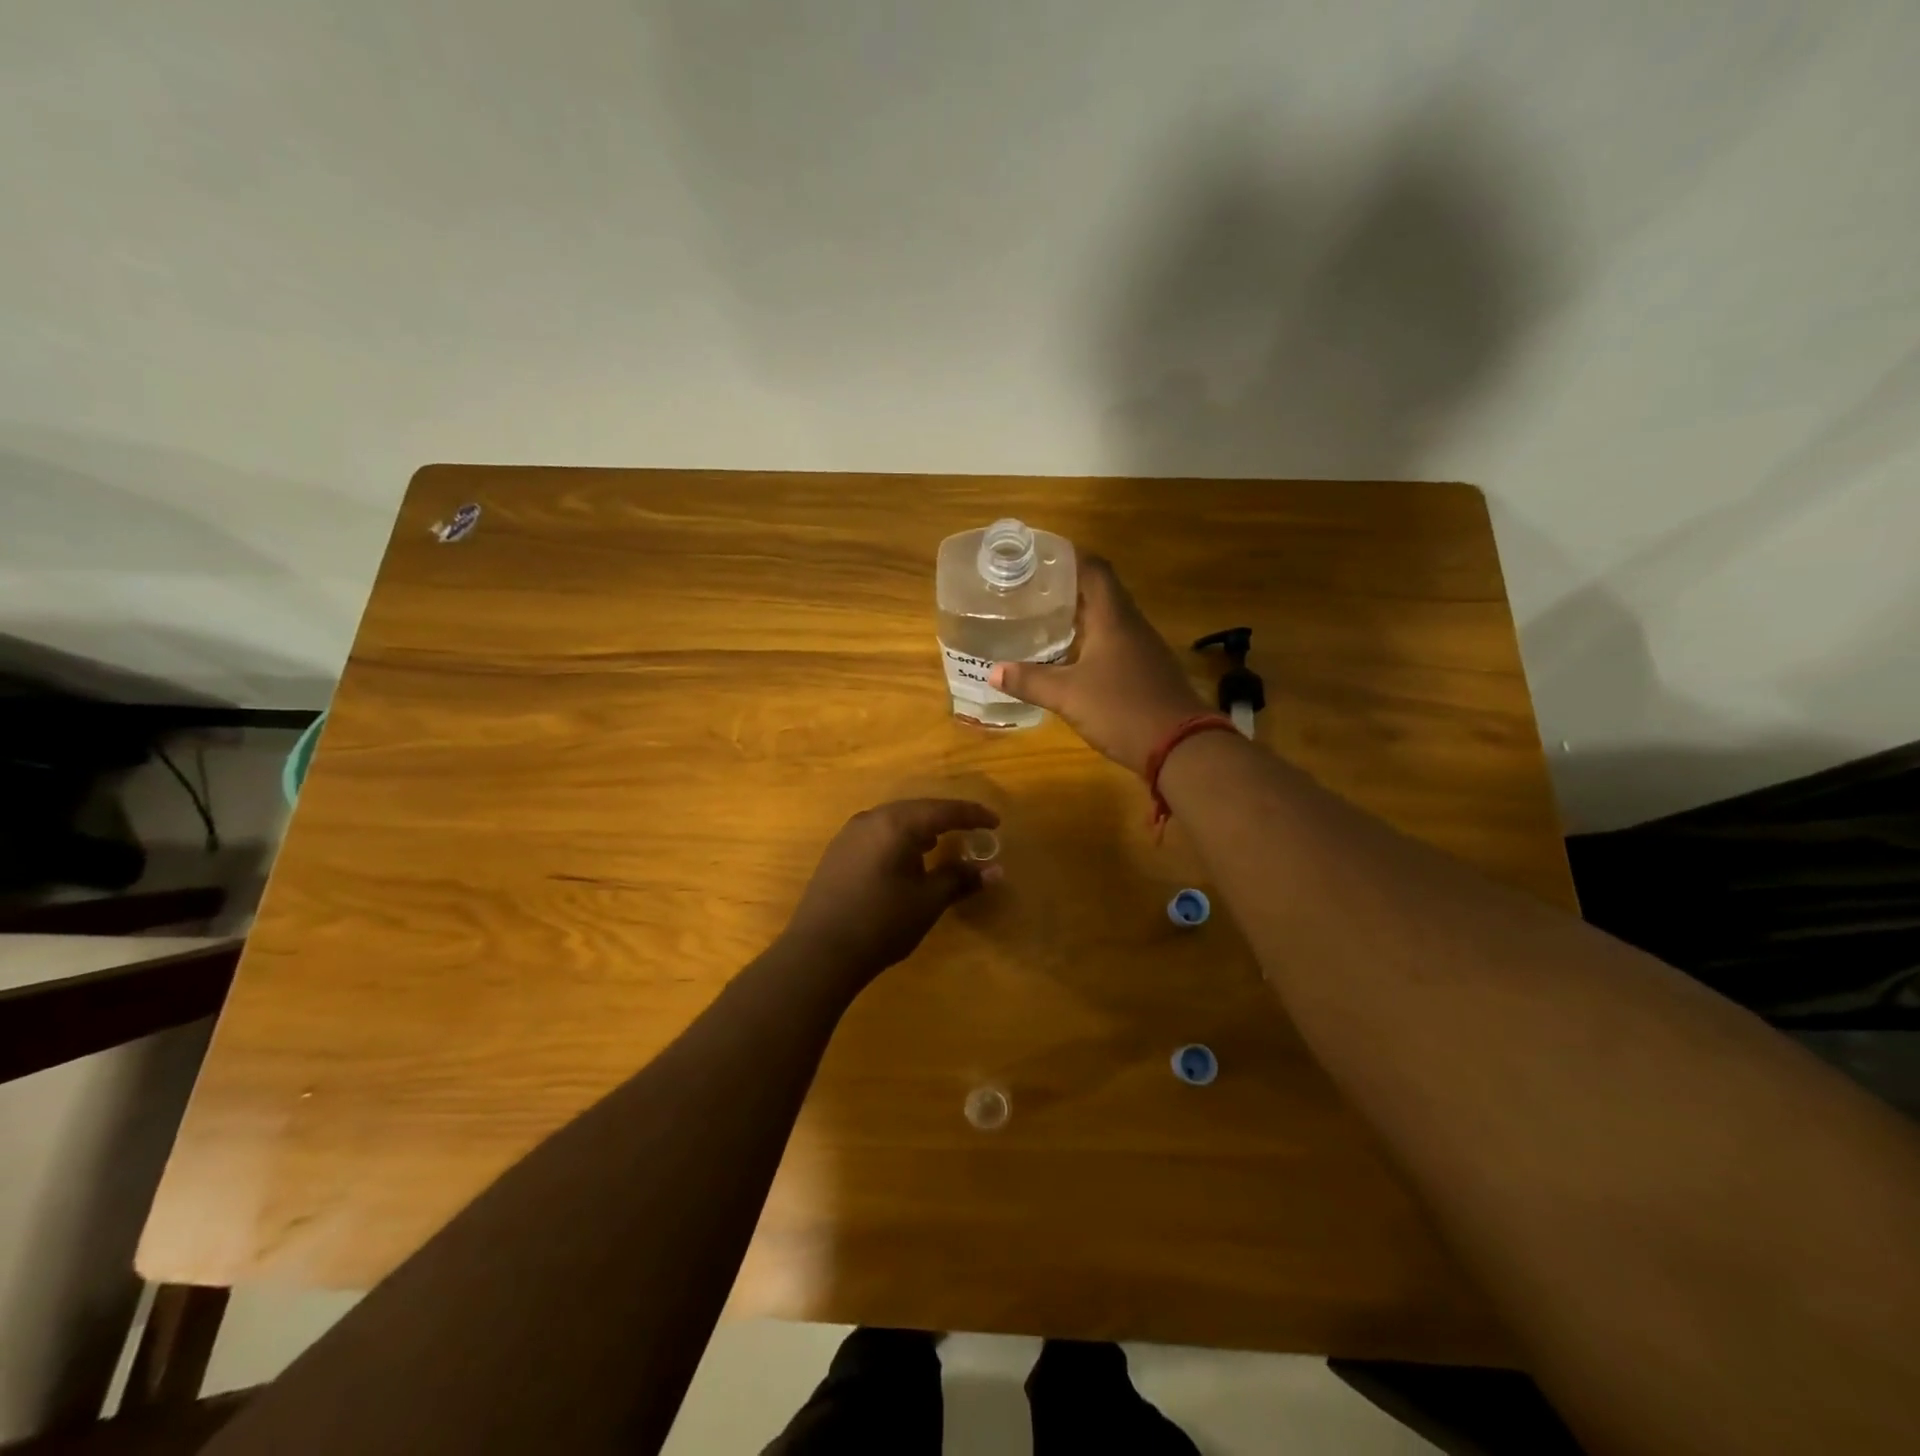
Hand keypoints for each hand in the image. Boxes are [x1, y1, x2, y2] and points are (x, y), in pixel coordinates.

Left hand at [780, 799, 1001, 985]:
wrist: (819, 952)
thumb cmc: (881, 923)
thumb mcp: (927, 902)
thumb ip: (960, 879)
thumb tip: (994, 870)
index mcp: (896, 824)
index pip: (943, 811)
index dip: (972, 815)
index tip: (995, 823)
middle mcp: (871, 819)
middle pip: (917, 810)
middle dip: (945, 819)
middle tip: (971, 829)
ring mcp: (849, 834)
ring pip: (894, 820)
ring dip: (920, 829)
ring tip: (938, 844)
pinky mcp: (837, 852)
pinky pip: (877, 834)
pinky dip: (898, 840)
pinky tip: (905, 860)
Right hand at [989, 557, 1208, 774]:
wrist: (1182, 746)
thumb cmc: (1122, 710)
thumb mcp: (1068, 696)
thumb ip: (1031, 681)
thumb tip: (993, 671)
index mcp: (1113, 618)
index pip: (1095, 570)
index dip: (1069, 557)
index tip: (1040, 557)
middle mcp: (1131, 625)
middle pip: (1101, 592)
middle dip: (1068, 587)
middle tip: (1032, 590)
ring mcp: (1143, 648)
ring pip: (1109, 619)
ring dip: (1080, 616)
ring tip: (1045, 619)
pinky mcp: (1147, 671)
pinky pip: (1116, 643)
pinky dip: (1092, 641)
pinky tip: (1071, 658)